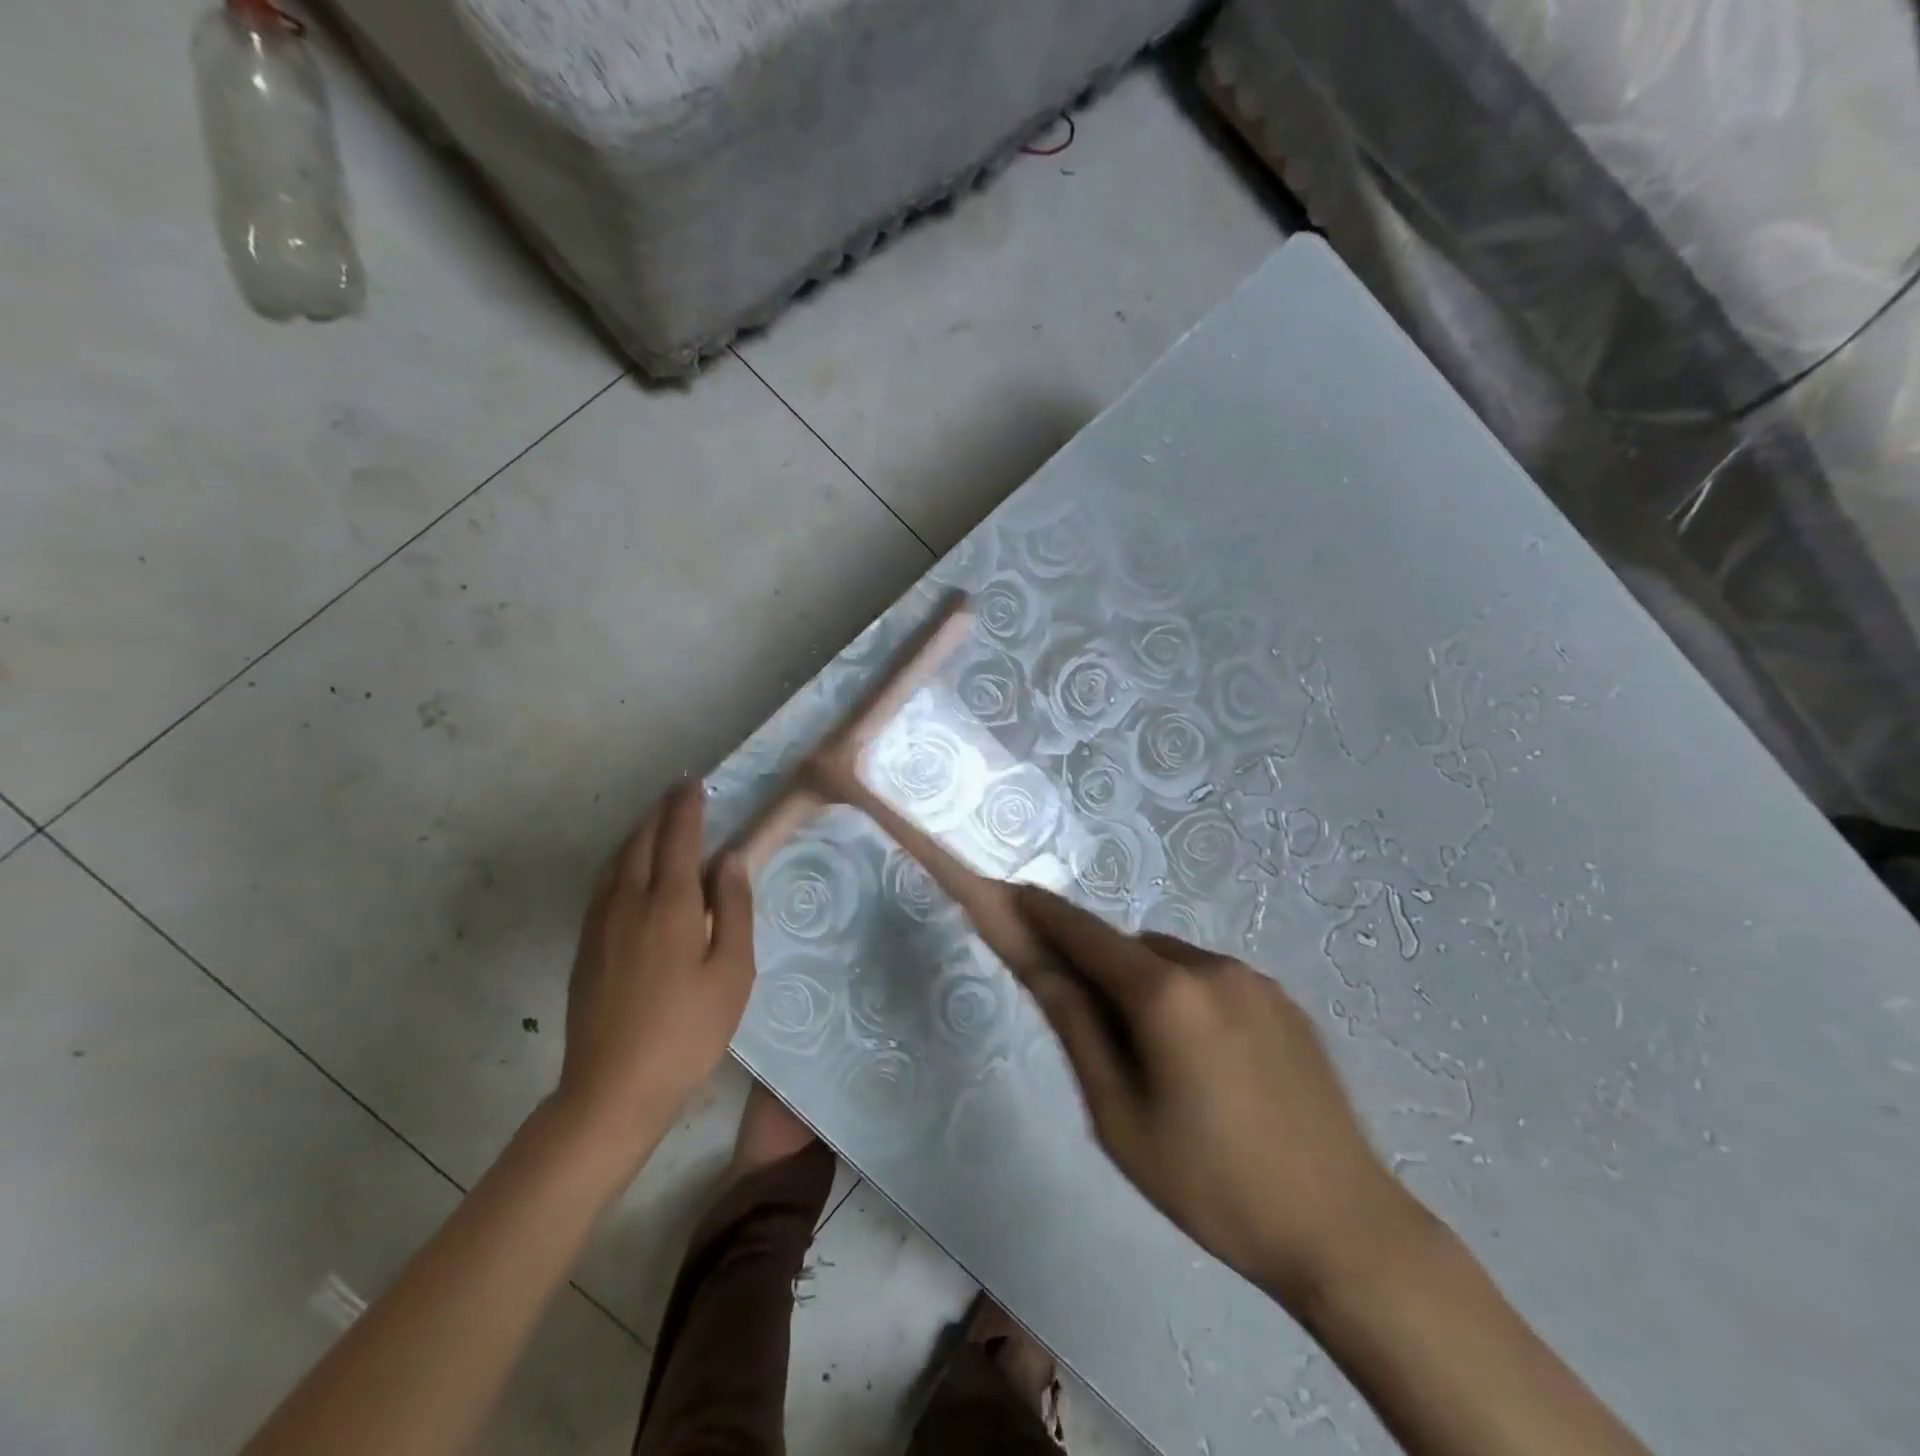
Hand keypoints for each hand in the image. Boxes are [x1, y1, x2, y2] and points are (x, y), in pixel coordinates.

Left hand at [556, 785, 754, 1163]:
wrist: (612, 1089)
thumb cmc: (687, 1031)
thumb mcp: (732, 972)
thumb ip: (733, 909)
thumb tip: (729, 860)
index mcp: (670, 904)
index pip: (679, 838)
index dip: (687, 807)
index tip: (695, 783)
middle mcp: (629, 901)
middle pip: (643, 841)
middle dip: (662, 812)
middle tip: (679, 793)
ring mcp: (600, 923)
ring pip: (618, 861)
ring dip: (640, 834)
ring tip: (658, 823)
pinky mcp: (585, 946)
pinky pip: (604, 884)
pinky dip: (622, 862)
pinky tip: (631, 872)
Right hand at [1012, 887, 1418, 1308]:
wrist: (1345, 1232)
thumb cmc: (1212, 1184)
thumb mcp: (1119, 1117)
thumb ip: (1075, 1028)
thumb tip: (1039, 965)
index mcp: (1164, 993)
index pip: (1084, 933)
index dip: (1043, 912)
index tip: (1013, 893)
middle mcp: (1209, 966)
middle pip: (1129, 948)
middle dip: (1101, 972)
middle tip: (1103, 1043)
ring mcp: (1254, 980)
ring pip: (1172, 962)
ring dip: (1149, 986)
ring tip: (1167, 1068)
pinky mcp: (1285, 1001)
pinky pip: (1214, 980)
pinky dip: (1190, 999)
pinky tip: (1212, 1067)